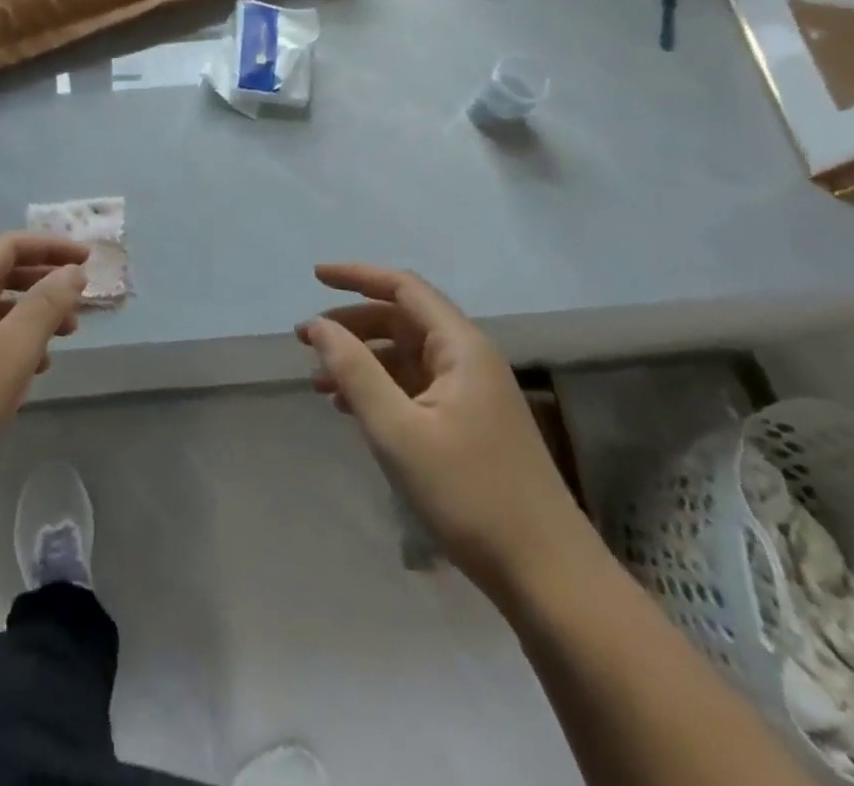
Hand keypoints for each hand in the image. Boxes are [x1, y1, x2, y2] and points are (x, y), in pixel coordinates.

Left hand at [0, 232, 88, 514]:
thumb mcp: (11, 351)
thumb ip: (46, 305)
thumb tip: (73, 270)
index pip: (10, 246)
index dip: (51, 247)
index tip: (89, 260)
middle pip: (4, 274)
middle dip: (46, 280)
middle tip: (82, 297)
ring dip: (36, 313)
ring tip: (68, 333)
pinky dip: (18, 343)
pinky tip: (37, 368)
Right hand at [298, 263, 596, 598]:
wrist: (548, 577)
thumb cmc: (469, 494)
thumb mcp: (398, 430)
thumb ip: (354, 370)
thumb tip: (319, 325)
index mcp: (461, 347)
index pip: (403, 288)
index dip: (357, 276)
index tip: (315, 277)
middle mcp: (469, 359)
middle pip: (403, 320)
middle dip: (352, 323)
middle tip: (305, 339)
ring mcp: (473, 393)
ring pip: (407, 356)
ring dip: (362, 359)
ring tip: (318, 379)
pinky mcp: (471, 425)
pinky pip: (417, 387)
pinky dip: (381, 388)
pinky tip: (352, 408)